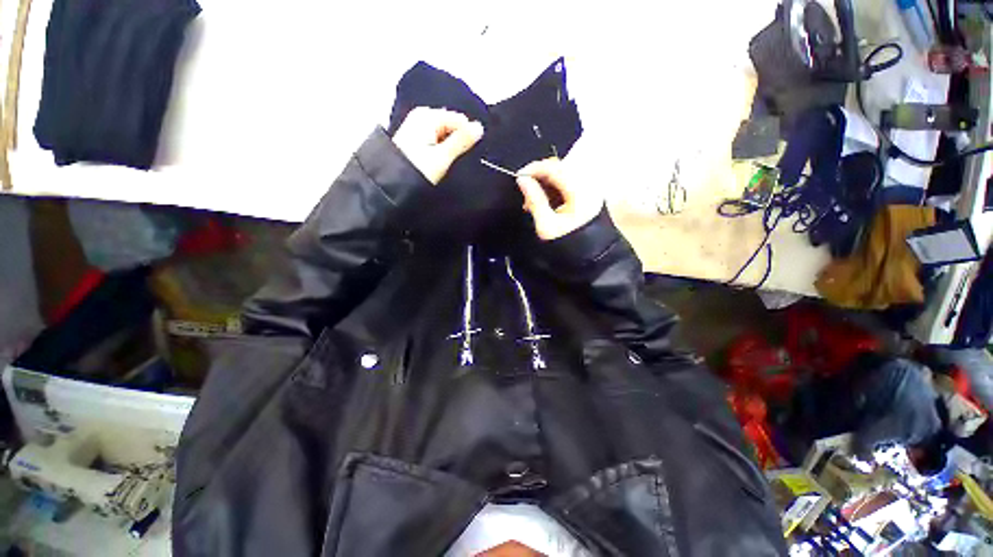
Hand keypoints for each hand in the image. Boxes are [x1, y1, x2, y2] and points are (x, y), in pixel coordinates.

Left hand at [392, 107, 483, 184]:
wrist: (391, 185)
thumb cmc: (417, 169)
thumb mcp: (442, 157)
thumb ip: (461, 141)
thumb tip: (479, 127)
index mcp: (428, 115)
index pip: (460, 120)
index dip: (467, 137)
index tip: (468, 154)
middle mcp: (422, 117)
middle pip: (452, 126)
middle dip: (458, 141)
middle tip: (456, 160)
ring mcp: (417, 128)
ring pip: (444, 135)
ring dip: (450, 148)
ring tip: (448, 163)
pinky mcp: (415, 140)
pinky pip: (436, 140)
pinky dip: (441, 150)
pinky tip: (440, 162)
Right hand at [516, 158, 603, 240]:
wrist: (588, 258)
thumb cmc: (567, 244)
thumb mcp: (546, 225)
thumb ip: (534, 199)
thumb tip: (522, 180)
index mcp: (579, 191)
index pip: (554, 168)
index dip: (534, 168)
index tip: (518, 177)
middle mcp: (588, 185)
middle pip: (559, 168)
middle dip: (539, 176)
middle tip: (525, 191)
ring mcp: (589, 190)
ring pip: (563, 175)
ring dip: (545, 183)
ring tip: (532, 200)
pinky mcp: (587, 196)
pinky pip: (567, 184)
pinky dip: (553, 189)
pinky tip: (544, 202)